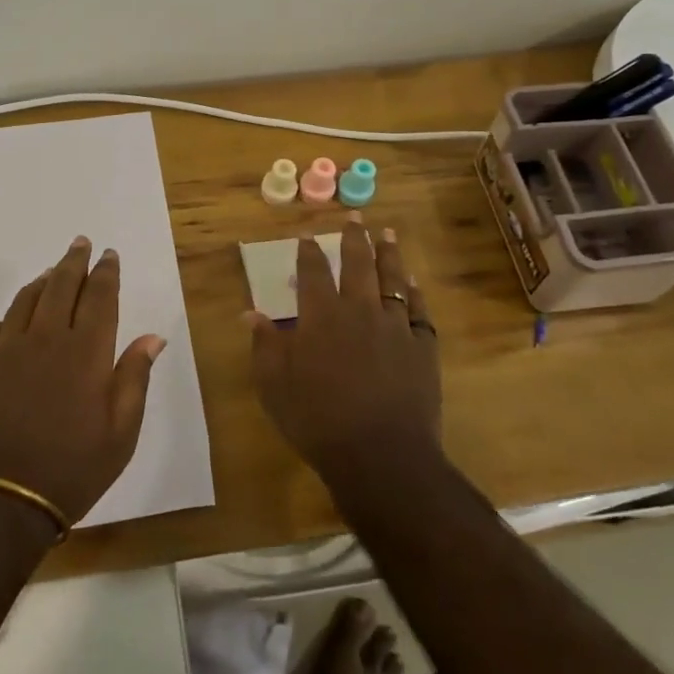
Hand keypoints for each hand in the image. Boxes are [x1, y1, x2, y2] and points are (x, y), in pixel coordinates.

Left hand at [0, 237, 165, 525]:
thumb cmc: (69, 470)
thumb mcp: (120, 434)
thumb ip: (134, 379)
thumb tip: (152, 337)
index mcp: (85, 351)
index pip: (100, 297)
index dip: (106, 272)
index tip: (109, 254)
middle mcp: (45, 337)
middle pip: (61, 285)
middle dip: (74, 261)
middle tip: (81, 243)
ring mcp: (5, 349)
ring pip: (26, 300)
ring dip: (43, 281)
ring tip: (52, 271)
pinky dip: (11, 316)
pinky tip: (14, 320)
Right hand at [246, 214, 441, 482]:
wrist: (382, 456)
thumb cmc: (319, 420)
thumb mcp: (275, 386)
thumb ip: (265, 345)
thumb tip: (250, 314)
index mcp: (321, 316)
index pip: (313, 272)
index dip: (309, 252)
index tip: (308, 235)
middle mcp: (359, 310)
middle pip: (358, 264)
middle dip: (354, 238)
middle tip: (355, 217)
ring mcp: (395, 327)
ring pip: (392, 279)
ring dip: (388, 254)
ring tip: (386, 234)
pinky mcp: (422, 347)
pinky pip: (419, 310)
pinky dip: (415, 293)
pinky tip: (413, 284)